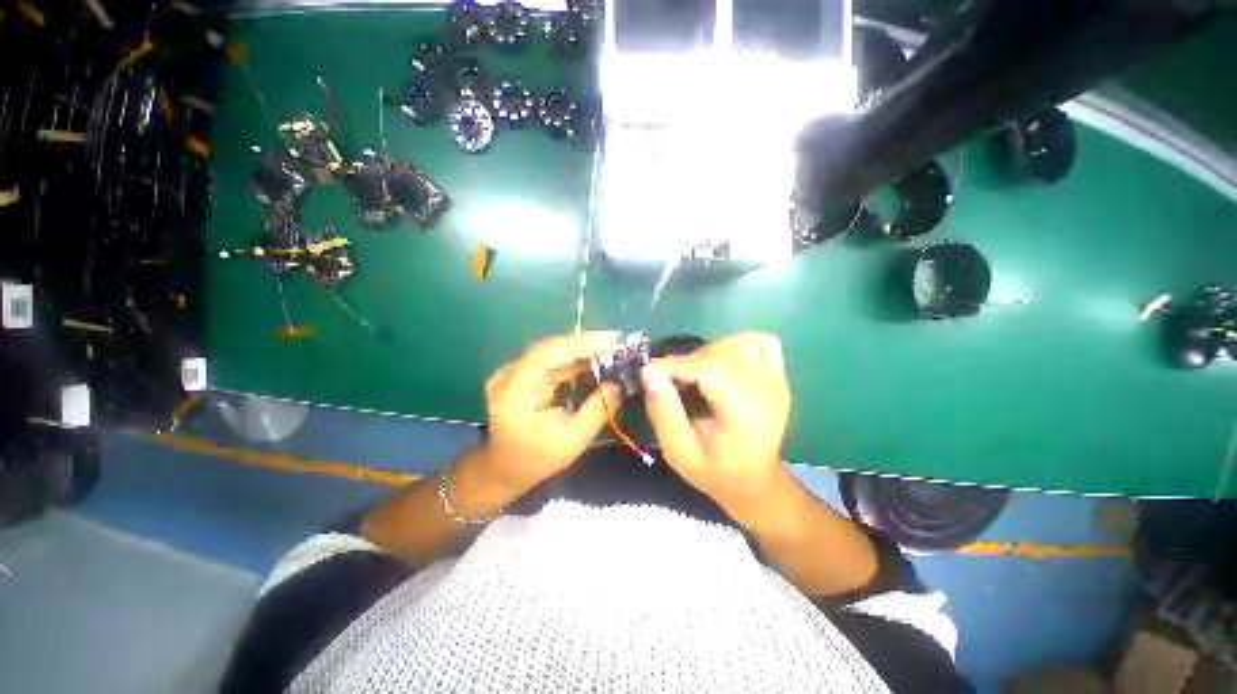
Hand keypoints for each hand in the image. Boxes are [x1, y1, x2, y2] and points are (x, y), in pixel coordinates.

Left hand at [480, 331, 622, 493]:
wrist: (503, 469)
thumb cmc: (535, 460)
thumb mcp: (571, 442)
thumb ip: (595, 412)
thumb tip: (617, 386)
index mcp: (514, 391)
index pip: (547, 354)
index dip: (580, 343)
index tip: (612, 339)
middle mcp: (510, 375)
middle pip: (550, 348)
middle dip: (585, 343)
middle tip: (617, 342)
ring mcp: (514, 372)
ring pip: (552, 352)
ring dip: (582, 349)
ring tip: (611, 348)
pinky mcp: (522, 375)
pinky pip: (551, 361)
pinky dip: (574, 358)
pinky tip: (594, 358)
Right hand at [641, 332, 793, 522]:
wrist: (755, 483)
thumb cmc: (715, 472)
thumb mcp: (679, 452)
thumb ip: (663, 412)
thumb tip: (649, 372)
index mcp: (744, 411)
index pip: (708, 369)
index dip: (674, 365)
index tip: (649, 371)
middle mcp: (765, 389)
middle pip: (720, 353)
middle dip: (687, 361)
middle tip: (670, 381)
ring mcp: (776, 380)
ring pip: (737, 343)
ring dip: (708, 352)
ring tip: (695, 374)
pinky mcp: (779, 376)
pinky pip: (762, 342)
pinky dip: (738, 344)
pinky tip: (723, 361)